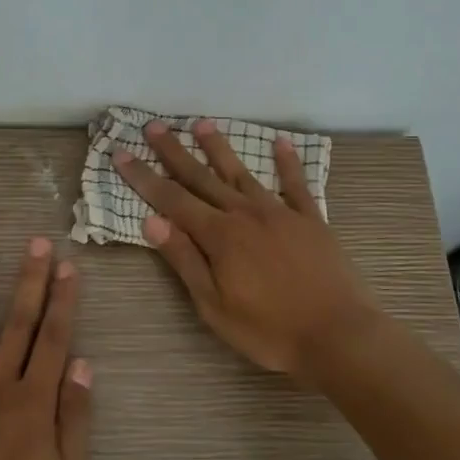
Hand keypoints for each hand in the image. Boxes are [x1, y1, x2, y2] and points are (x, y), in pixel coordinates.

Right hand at [113, 119, 380, 378]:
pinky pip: (296, 184)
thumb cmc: (269, 330)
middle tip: (153, 126)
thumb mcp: (214, 306)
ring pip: (242, 173)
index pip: (171, 199)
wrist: (338, 335)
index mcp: (219, 236)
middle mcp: (246, 214)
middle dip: (174, 152)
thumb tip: (151, 221)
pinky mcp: (311, 220)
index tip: (121, 153)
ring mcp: (281, 213)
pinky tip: (280, 142)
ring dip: (219, 148)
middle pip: (202, 177)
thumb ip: (184, 260)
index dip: (143, 177)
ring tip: (202, 124)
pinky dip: (287, 162)